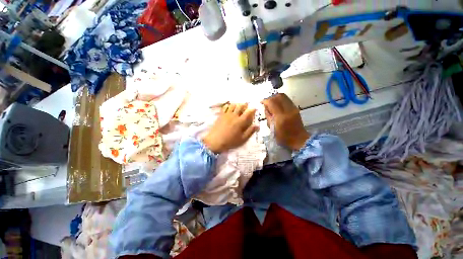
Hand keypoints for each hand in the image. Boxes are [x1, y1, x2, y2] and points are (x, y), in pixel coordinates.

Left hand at [202, 103, 258, 153]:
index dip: (252, 109)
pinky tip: (229, 107)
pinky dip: (228, 105)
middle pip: (240, 106)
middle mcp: (234, 116)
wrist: (215, 141)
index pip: (248, 112)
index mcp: (240, 121)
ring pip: (233, 105)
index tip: (254, 108)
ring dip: (237, 104)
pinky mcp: (220, 115)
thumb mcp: (242, 139)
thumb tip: (257, 125)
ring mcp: (226, 114)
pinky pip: (225, 107)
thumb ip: (250, 131)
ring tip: (238, 106)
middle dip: (244, 105)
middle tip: (246, 106)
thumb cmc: (230, 141)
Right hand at [261, 93, 309, 149]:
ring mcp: (293, 108)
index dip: (265, 100)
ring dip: (276, 97)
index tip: (261, 102)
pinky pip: (287, 100)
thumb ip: (268, 116)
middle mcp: (288, 110)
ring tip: (271, 103)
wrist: (299, 140)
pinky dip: (281, 100)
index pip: (272, 102)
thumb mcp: (272, 128)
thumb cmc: (283, 137)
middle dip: (271, 97)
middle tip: (266, 102)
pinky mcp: (296, 109)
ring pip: (284, 96)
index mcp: (280, 117)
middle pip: (279, 96)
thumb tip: (265, 107)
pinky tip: (277, 105)